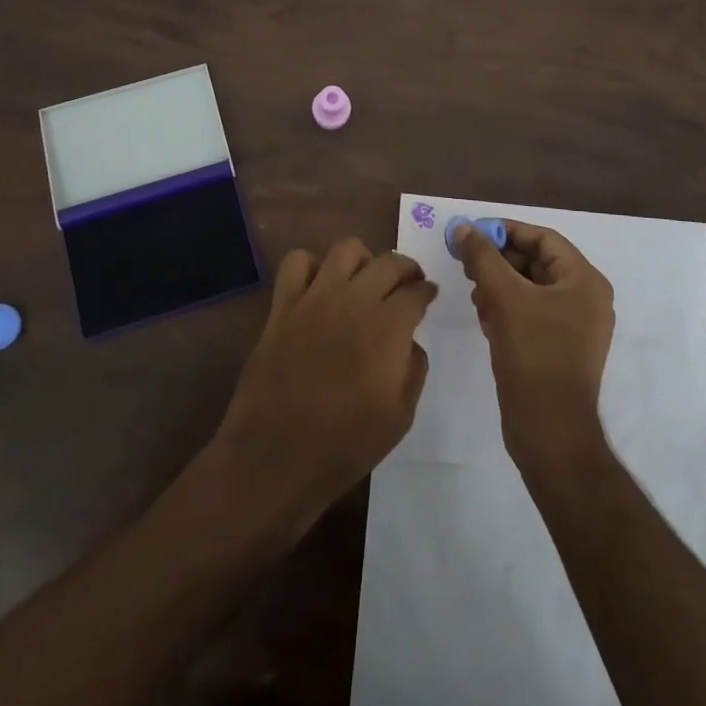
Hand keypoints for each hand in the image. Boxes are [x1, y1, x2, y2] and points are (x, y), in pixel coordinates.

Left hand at [202, 239, 435, 545]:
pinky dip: (311, 265)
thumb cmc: (344, 444)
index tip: (429, 295)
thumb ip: (413, 370)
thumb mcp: (399, 417)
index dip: (426, 291)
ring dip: (363, 259)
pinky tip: (318, 285)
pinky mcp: (283, 305)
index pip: (416, 291)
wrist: (276, 456)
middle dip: (405, 268)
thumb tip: (410, 342)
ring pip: (346, 249)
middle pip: (388, 262)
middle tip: (407, 283)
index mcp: (387, 327)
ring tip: (365, 278)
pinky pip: (296, 262)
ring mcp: (314, 298)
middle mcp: (354, 300)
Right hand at [453, 220, 614, 471]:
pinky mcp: (559, 348)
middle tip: (466, 264)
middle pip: (536, 262)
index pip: (543, 238)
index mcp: (585, 281)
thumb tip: (463, 226)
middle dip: (499, 260)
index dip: (506, 231)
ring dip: (499, 284)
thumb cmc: (534, 356)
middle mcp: (585, 298)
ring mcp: (574, 326)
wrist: (550, 432)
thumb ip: (482, 257)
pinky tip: (484, 318)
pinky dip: (507, 308)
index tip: (471, 234)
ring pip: (530, 288)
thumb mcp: (505, 298)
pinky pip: (531, 313)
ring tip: (473, 293)